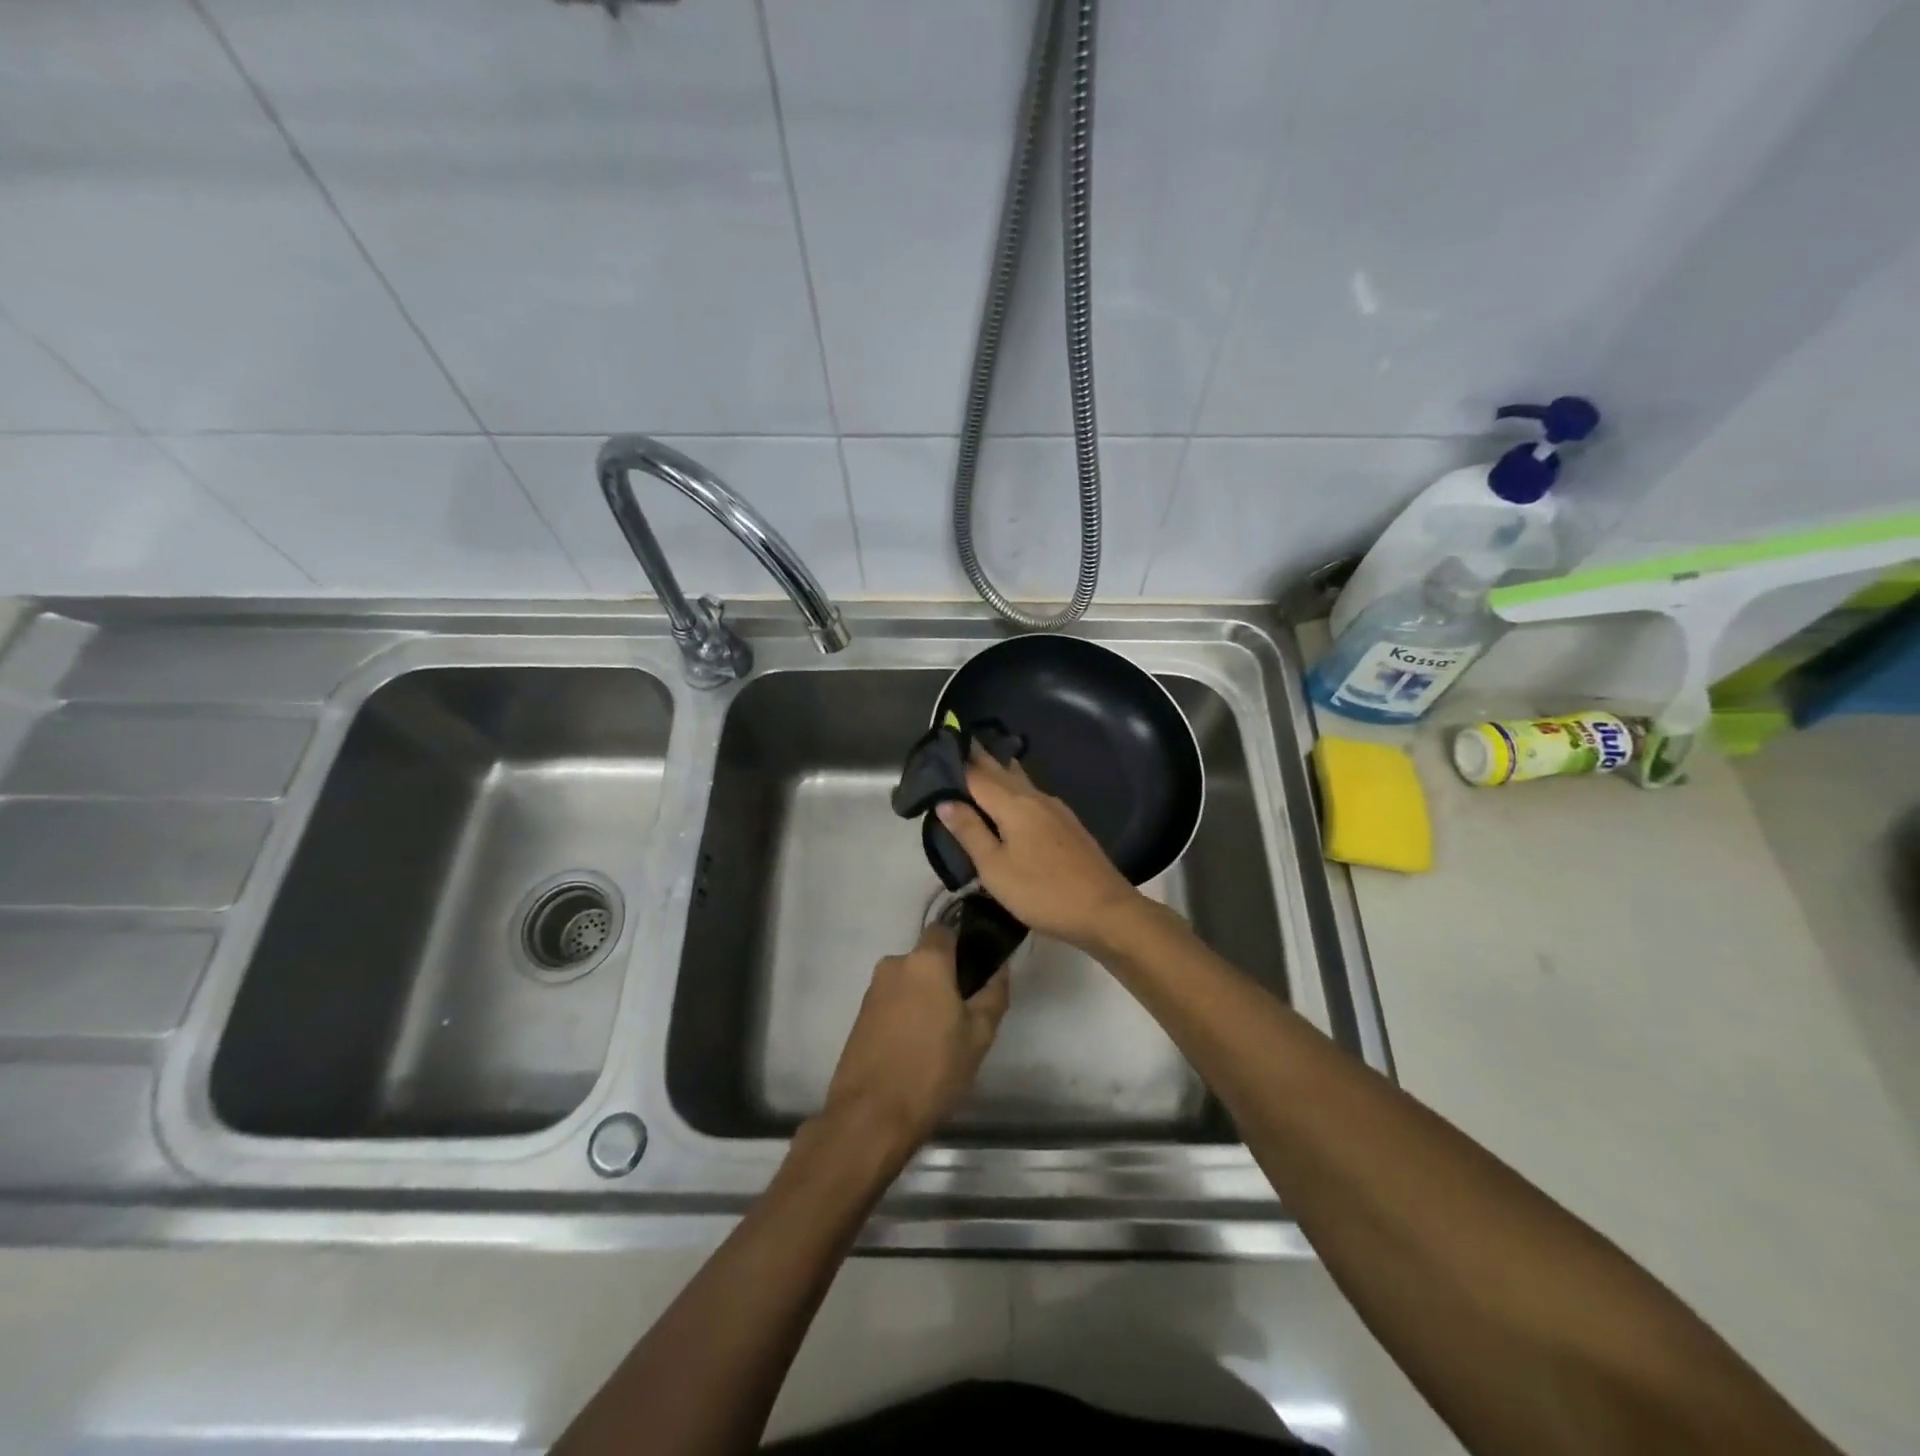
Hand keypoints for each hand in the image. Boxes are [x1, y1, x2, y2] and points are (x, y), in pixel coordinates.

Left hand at [820, 922, 1008, 1158]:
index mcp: (925, 961)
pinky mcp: (859, 1016)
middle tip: (963, 1014)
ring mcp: (872, 991)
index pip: (946, 931)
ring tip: (939, 1039)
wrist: (870, 1116)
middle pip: (926, 960)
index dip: (963, 946)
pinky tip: (915, 1050)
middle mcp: (894, 965)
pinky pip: (891, 1004)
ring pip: (908, 983)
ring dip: (923, 1000)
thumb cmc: (932, 1070)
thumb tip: (1000, 968)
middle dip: (944, 979)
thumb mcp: (979, 1035)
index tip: (977, 973)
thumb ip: (993, 994)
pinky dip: (905, 1017)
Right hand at [935, 751, 1140, 949]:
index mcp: (1014, 805)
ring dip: (999, 770)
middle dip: (979, 757)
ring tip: (980, 763)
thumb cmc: (1042, 891)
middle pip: (1001, 771)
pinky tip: (1012, 797)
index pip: (977, 774)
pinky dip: (1014, 788)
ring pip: (1020, 781)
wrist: (1105, 910)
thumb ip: (970, 832)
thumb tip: (944, 800)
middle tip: (957, 743)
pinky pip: (1032, 795)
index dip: (955, 762)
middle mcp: (1035, 798)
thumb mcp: (995, 868)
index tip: (937, 748)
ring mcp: (1055, 810)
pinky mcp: (1067, 824)